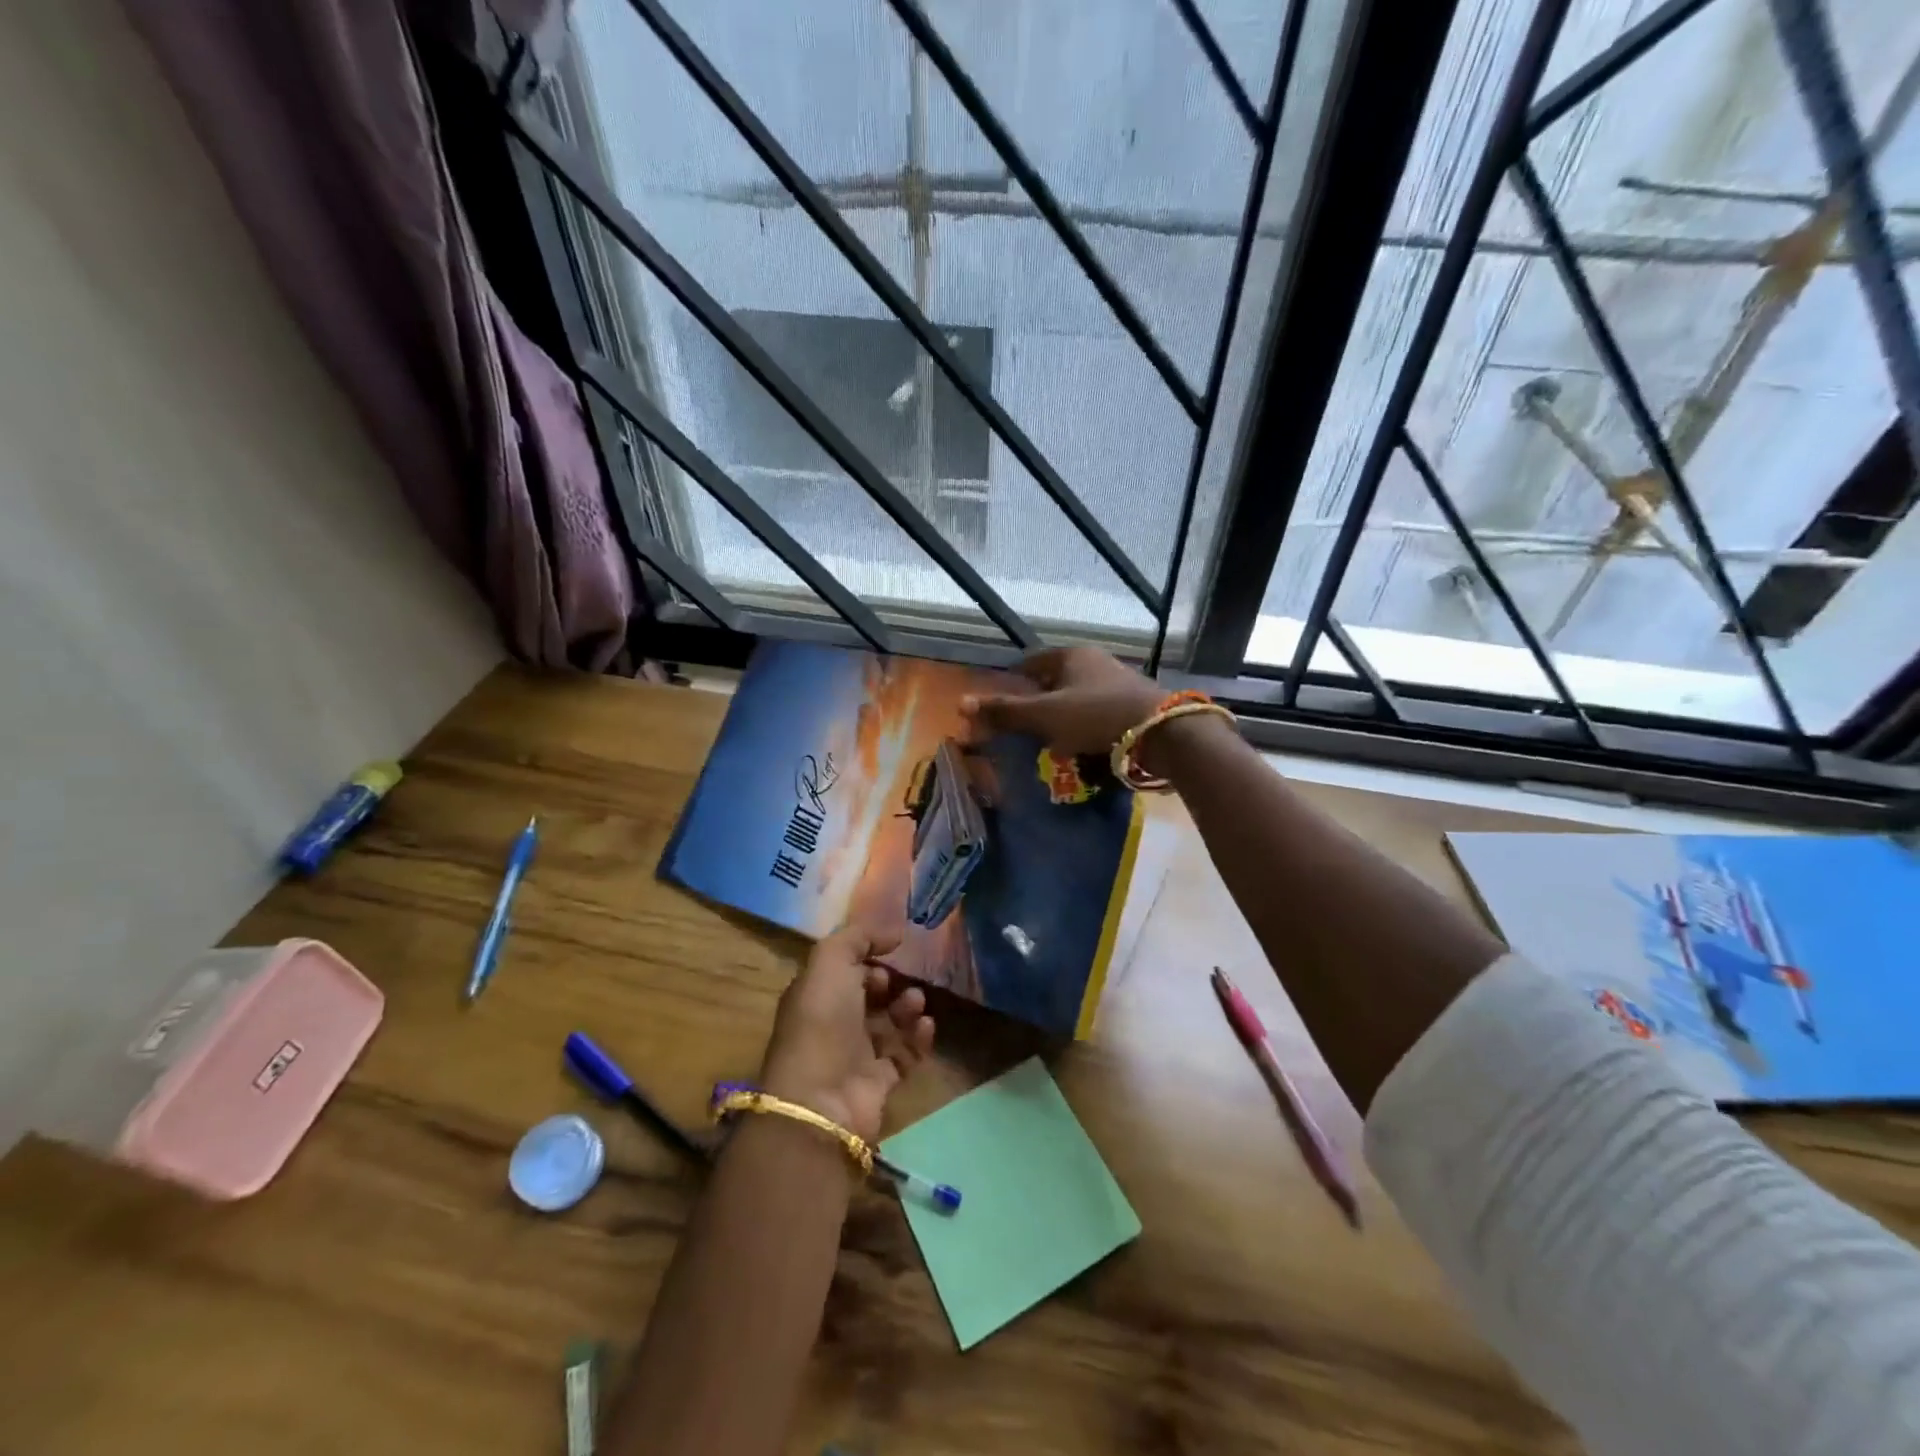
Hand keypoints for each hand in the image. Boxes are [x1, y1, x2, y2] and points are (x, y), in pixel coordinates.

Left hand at [759, 925, 935, 1143]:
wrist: (822, 1099)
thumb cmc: (821, 1021)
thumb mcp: (830, 961)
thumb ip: (858, 936)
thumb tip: (893, 932)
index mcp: (816, 995)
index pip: (844, 971)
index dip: (866, 959)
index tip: (888, 953)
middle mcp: (833, 1024)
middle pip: (869, 996)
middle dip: (890, 983)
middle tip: (904, 980)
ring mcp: (856, 1055)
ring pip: (890, 1024)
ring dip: (908, 1008)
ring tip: (916, 1002)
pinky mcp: (880, 1082)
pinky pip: (906, 1054)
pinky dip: (919, 1039)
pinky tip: (926, 1026)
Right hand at [960, 646, 1162, 754]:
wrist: (1162, 732)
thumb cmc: (1096, 716)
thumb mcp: (1044, 716)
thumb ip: (1005, 711)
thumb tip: (961, 704)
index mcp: (1071, 655)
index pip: (1030, 662)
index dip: (1013, 680)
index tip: (1001, 702)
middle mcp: (1095, 662)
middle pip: (1055, 680)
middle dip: (1037, 702)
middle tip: (1021, 727)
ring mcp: (1117, 683)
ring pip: (1077, 698)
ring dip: (1062, 717)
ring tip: (1048, 742)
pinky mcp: (1132, 705)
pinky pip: (1097, 714)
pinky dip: (1084, 727)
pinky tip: (1080, 747)